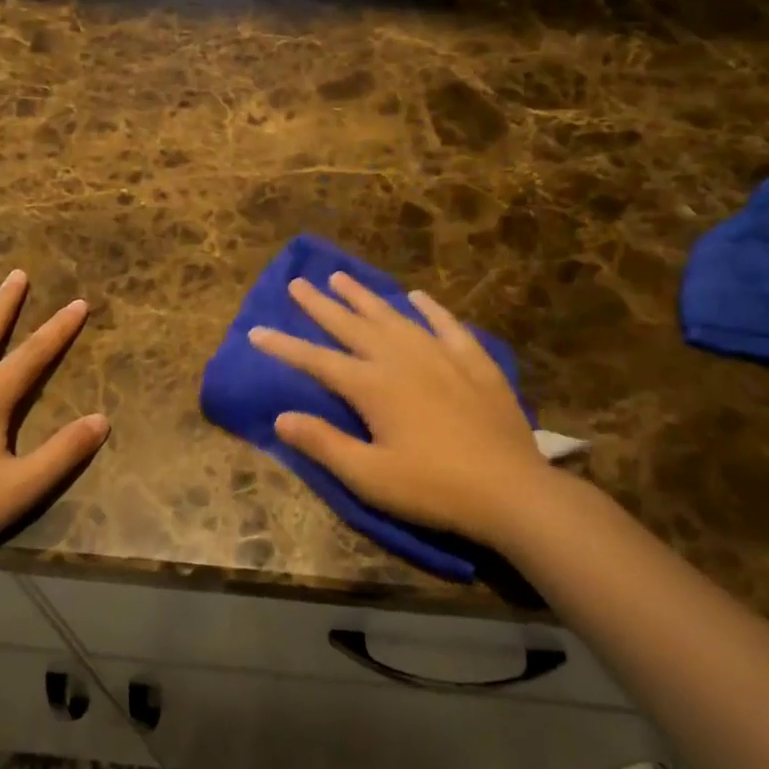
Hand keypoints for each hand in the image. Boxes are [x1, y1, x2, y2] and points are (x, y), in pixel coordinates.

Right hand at [249, 273, 565, 549]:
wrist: (511, 490)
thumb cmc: (433, 488)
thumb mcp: (369, 476)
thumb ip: (324, 443)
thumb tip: (281, 417)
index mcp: (374, 386)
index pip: (318, 360)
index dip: (285, 347)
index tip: (256, 331)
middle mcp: (403, 359)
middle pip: (353, 326)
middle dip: (321, 306)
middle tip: (298, 283)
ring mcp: (442, 356)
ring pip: (395, 317)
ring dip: (366, 297)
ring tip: (342, 278)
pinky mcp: (475, 363)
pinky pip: (447, 326)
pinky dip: (430, 309)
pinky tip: (418, 296)